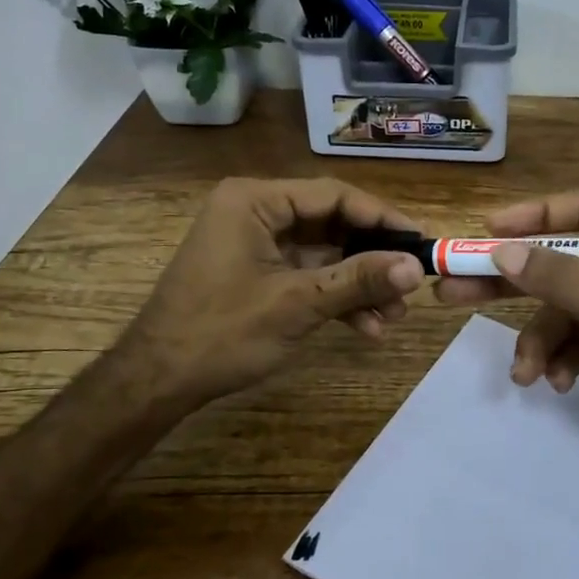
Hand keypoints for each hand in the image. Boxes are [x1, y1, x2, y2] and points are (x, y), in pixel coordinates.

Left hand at [122, 177, 423, 413]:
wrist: (157, 382)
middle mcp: (255, 212)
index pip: (334, 195)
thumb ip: (358, 280)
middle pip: (332, 224)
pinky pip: (307, 275)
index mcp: (255, 200)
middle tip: (410, 286)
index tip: (421, 242)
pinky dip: (334, 298)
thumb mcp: (297, 304)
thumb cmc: (221, 332)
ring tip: (392, 317)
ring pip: (324, 254)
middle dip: (372, 260)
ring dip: (358, 285)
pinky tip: (365, 327)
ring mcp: (256, 244)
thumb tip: (416, 267)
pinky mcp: (257, 273)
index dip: (382, 218)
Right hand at [436, 191, 578, 489]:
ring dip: (539, 340)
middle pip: (560, 260)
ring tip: (526, 374)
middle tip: (453, 290)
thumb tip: (503, 251)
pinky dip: (560, 360)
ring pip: (561, 309)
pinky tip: (558, 383)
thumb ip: (568, 280)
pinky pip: (574, 341)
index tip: (488, 232)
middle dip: (511, 281)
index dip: (535, 216)